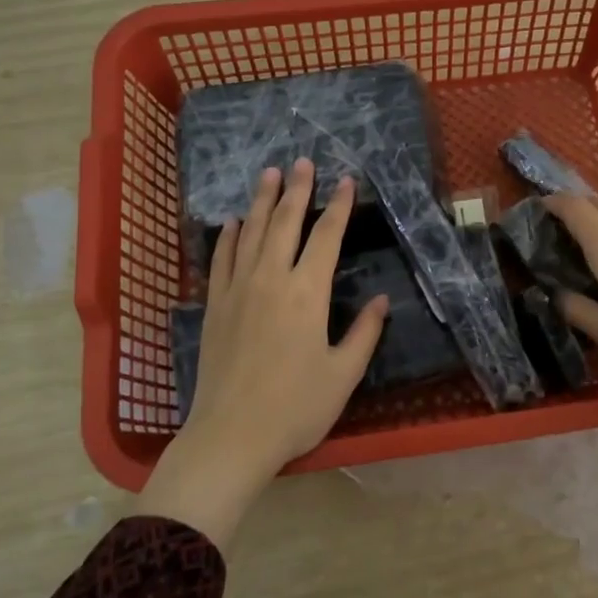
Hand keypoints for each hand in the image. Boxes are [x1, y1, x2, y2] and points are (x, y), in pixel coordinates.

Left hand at [137, 159, 387, 545]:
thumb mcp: (343, 374)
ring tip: (269, 173)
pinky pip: (221, 259)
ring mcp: (237, 290)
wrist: (230, 436)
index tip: (346, 181)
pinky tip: (233, 222)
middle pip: (285, 222)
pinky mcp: (215, 305)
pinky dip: (228, 237)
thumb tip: (382, 301)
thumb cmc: (295, 408)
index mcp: (307, 293)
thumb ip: (364, 333)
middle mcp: (271, 279)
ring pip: (251, 232)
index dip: (338, 206)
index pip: (326, 237)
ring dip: (262, 201)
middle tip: (302, 161)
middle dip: (297, 189)